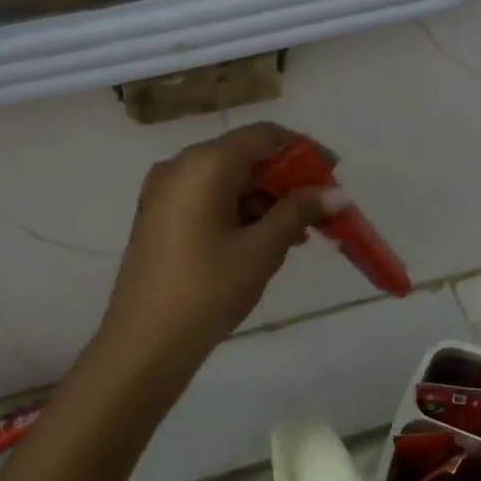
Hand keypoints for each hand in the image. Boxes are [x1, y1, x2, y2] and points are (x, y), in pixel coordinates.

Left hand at [98, 123, 345, 370]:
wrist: (143, 344)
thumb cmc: (207, 290)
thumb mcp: (262, 249)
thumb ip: (299, 211)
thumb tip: (337, 193)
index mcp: (204, 164)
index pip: (264, 135)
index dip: (303, 151)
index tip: (334, 174)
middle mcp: (180, 166)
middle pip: (245, 156)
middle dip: (286, 179)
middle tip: (320, 209)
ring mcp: (164, 192)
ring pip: (227, 180)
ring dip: (265, 199)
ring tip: (298, 234)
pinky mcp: (158, 217)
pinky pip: (207, 199)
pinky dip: (239, 211)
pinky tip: (263, 241)